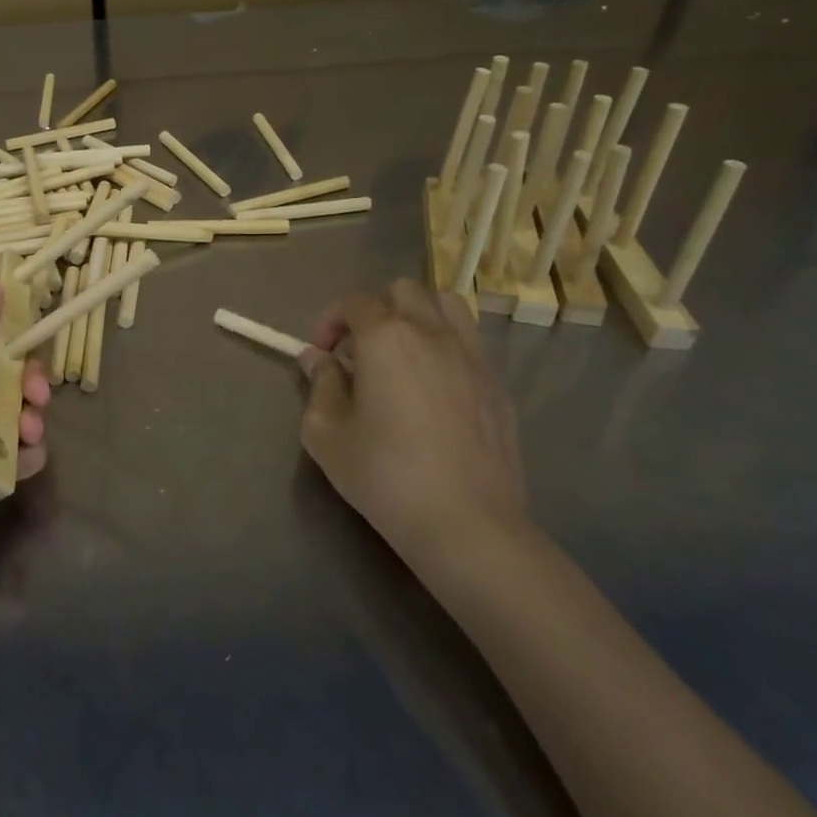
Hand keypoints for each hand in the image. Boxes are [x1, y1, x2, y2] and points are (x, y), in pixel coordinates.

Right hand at [298, 278, 527, 577]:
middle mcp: (432, 333)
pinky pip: (470, 343)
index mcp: (386, 337)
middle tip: (359, 352)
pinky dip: (446, 347)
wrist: (467, 524)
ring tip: (403, 355)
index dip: (330, 320)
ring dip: (418, 317)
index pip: (354, 301)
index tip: (321, 354)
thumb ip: (320, 385)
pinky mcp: (498, 386)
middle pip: (403, 291)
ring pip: (446, 306)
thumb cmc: (385, 475)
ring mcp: (472, 357)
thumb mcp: (326, 433)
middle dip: (375, 311)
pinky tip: (435, 390)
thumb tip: (319, 359)